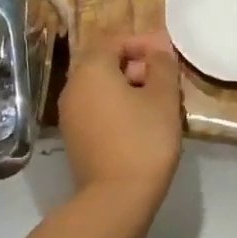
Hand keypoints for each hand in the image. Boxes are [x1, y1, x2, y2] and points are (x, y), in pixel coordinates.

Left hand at [59, 31, 182, 208]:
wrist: (117, 197)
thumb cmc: (144, 140)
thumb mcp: (163, 98)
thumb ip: (161, 64)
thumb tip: (158, 44)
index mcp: (91, 71)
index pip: (114, 40)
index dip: (142, 42)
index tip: (167, 56)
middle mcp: (72, 87)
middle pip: (104, 63)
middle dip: (136, 66)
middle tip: (166, 82)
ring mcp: (69, 115)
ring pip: (100, 88)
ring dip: (128, 88)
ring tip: (158, 105)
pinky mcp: (74, 138)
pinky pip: (96, 109)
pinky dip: (117, 108)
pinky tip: (140, 125)